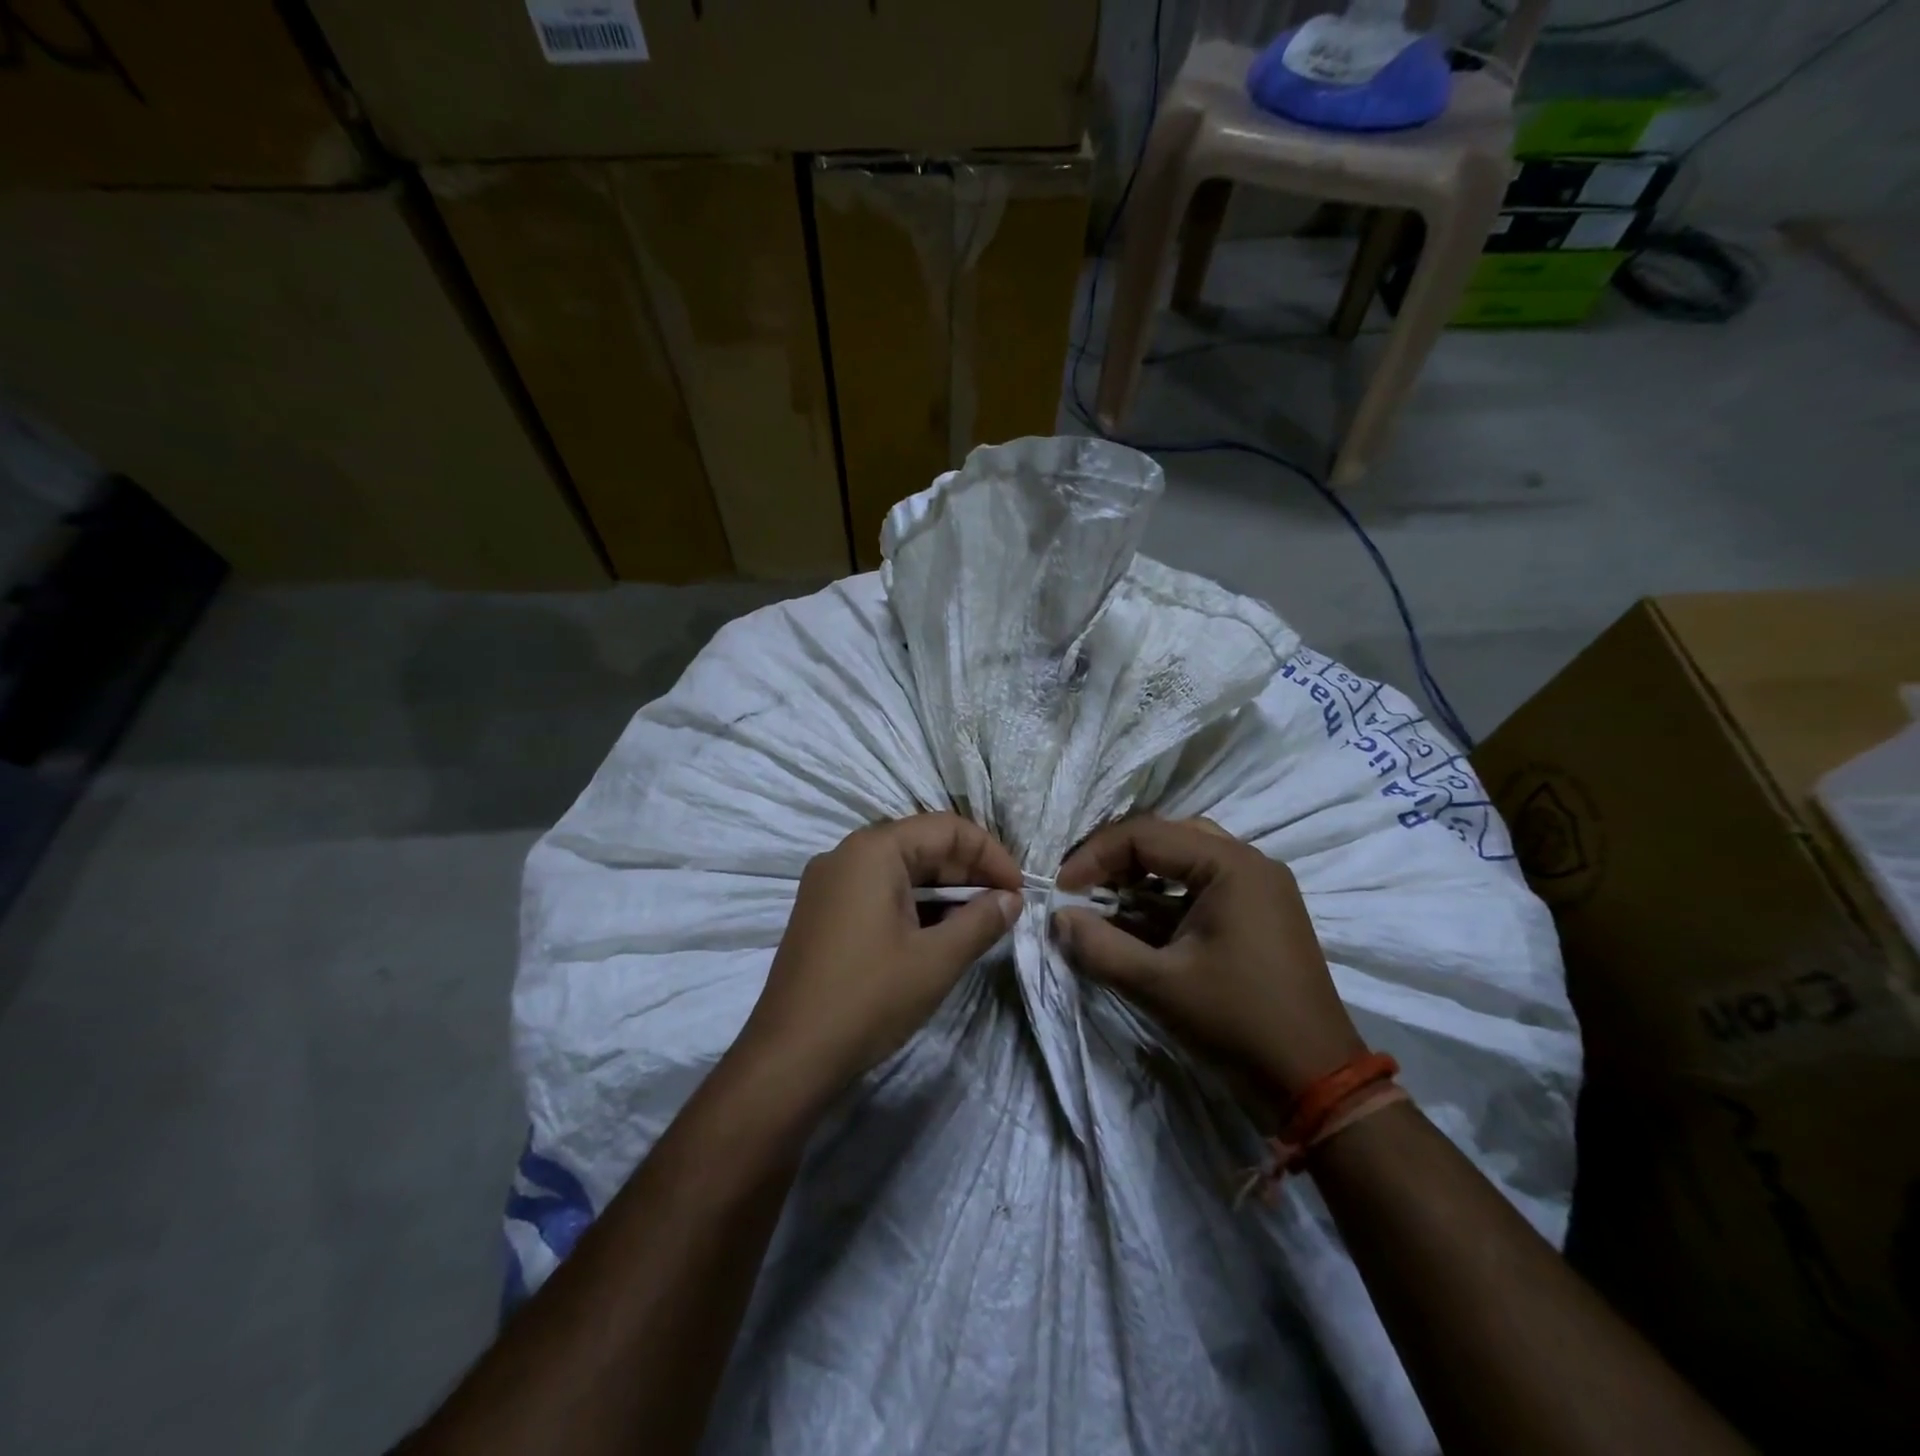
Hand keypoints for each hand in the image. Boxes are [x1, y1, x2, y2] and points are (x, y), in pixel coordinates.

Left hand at [737, 813, 1022, 1100]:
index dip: (990, 855)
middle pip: (921, 845)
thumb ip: (981, 921)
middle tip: (1004, 909)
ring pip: (900, 872)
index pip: (946, 828)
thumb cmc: (868, 999)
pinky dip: (913, 907)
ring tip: (978, 924)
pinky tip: (937, 936)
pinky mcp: (822, 914)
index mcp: (872, 850)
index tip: (1019, 891)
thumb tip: (1011, 900)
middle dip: (968, 873)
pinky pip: (877, 893)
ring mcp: (828, 885)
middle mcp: (846, 855)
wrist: (789, 1057)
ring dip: (943, 892)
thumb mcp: (937, 960)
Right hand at [1053, 816, 1364, 1096]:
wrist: (1317, 1083)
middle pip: (1167, 837)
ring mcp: (1260, 887)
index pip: (1146, 835)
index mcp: (1230, 865)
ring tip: (1106, 904)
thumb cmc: (1237, 1022)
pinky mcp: (1262, 913)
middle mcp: (1249, 862)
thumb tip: (1058, 919)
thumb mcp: (1158, 985)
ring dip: (1141, 877)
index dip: (1095, 856)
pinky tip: (1141, 924)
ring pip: (1185, 859)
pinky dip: (1167, 897)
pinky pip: (1204, 886)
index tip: (1062, 890)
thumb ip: (1100, 946)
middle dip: (1118, 860)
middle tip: (1083, 888)